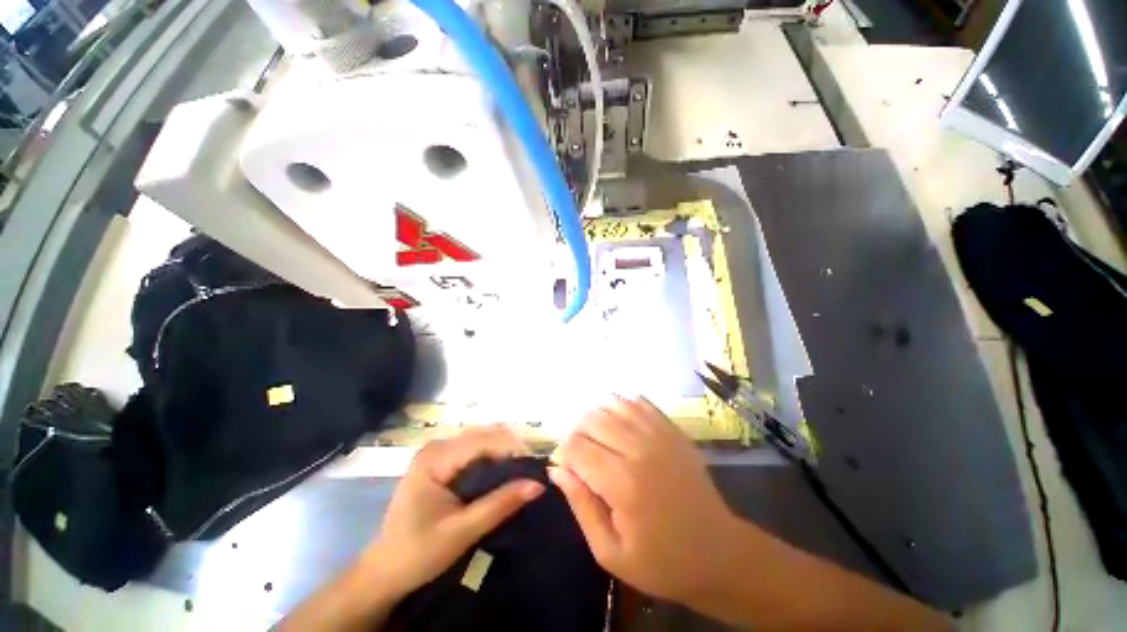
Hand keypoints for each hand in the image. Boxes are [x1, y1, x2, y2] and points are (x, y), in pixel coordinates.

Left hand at [362, 426, 544, 597]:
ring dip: (503, 451)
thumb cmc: (417, 554)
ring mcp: (437, 452)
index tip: (535, 466)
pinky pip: (474, 450)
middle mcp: (437, 446)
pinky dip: (492, 458)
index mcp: (435, 458)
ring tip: (521, 472)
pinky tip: (503, 473)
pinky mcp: (441, 462)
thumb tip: (537, 484)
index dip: (512, 448)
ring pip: (481, 439)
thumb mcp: (462, 531)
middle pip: (484, 434)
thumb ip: (500, 504)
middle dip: (511, 448)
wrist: (383, 573)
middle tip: (531, 470)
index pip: (483, 440)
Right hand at [549, 396, 739, 603]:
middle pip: (591, 419)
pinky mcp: (673, 429)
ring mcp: (659, 434)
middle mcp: (639, 449)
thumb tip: (557, 469)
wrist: (718, 552)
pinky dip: (621, 407)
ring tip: (599, 440)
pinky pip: (639, 402)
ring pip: (613, 404)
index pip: (576, 446)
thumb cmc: (661, 561)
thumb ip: (580, 504)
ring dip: (597, 418)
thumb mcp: (609, 551)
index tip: (565, 468)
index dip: (562, 454)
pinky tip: (620, 425)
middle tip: (581, 457)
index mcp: (622, 483)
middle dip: (576, 434)